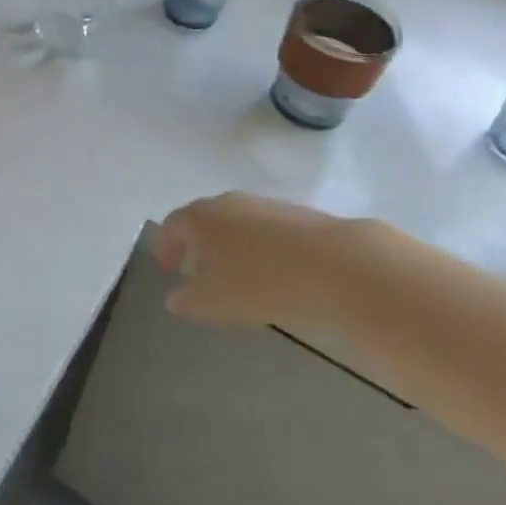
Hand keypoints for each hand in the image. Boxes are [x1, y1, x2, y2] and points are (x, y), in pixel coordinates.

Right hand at [154, 192, 358, 329]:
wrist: (338, 264)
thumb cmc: (262, 282)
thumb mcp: (214, 302)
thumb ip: (187, 300)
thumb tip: (175, 297)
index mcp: (200, 217)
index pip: (172, 225)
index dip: (166, 246)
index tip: (167, 268)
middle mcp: (228, 202)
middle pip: (204, 219)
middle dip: (198, 244)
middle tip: (199, 271)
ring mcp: (264, 204)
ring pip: (236, 222)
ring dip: (230, 245)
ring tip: (238, 275)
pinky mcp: (298, 213)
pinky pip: (266, 229)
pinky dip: (259, 247)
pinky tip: (274, 271)